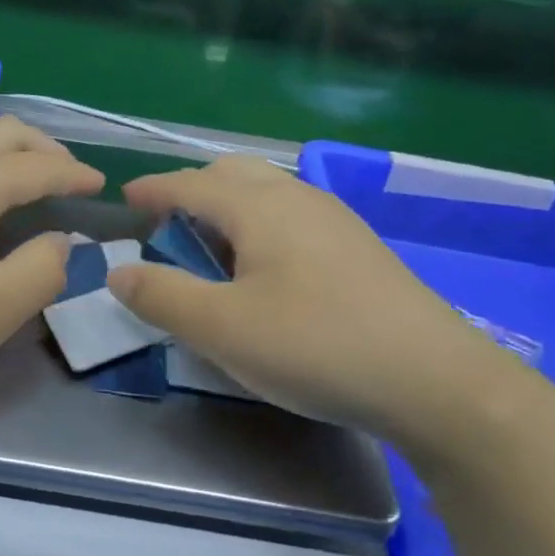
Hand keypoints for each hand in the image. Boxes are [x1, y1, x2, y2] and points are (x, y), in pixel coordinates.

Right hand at [106, 157, 525, 452]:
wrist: (436, 380)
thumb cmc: (315, 346)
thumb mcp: (222, 329)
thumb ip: (162, 296)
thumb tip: (118, 272)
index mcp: (258, 207)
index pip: (188, 183)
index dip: (152, 189)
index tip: (124, 199)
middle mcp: (296, 198)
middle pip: (230, 174)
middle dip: (190, 191)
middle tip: (166, 227)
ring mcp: (334, 219)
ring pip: (266, 193)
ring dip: (227, 208)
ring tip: (211, 250)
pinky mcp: (358, 246)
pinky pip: (291, 215)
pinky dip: (259, 225)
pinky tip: (266, 269)